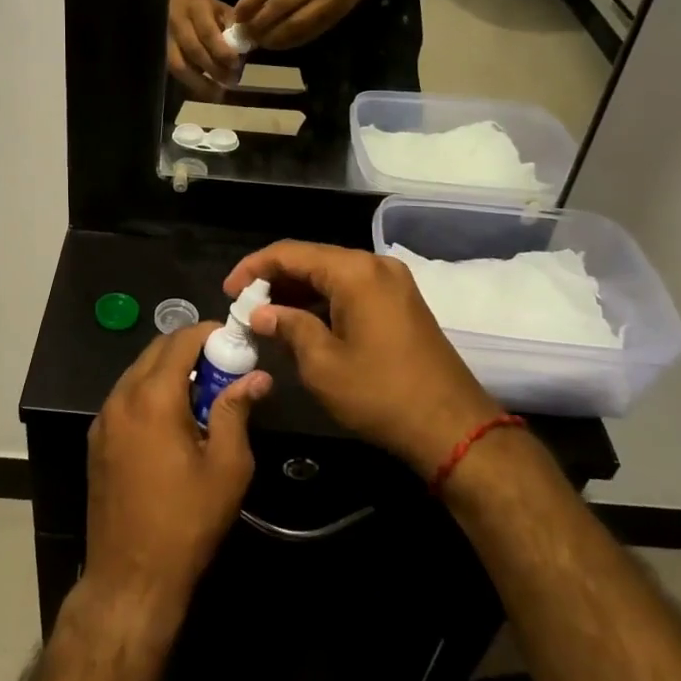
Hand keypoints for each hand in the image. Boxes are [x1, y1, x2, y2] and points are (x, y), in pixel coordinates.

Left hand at [85, 321, 272, 619]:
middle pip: (156, 350)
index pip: (180, 340)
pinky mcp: (97, 439)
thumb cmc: (186, 522)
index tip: (234, 341)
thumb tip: (256, 377)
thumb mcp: (227, 468)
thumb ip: (237, 412)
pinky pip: (126, 396)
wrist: (130, 578)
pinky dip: (150, 390)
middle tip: (223, 367)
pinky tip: (173, 419)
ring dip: (169, 369)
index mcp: (153, 398)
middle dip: (190, 348)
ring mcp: (104, 418)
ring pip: (138, 371)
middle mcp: (122, 397)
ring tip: (202, 394)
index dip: (209, 333)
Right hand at [167, 0, 240, 97]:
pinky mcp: (161, 52)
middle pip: (192, 51)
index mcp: (196, 8)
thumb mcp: (222, 8)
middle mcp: (177, 23)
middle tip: (230, 82)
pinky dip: (191, 84)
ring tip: (217, 95)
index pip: (207, 32)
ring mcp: (165, 38)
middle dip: (213, 69)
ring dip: (199, 83)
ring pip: (178, 66)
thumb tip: (246, 51)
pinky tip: (205, 91)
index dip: (222, 51)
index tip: (236, 64)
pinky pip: (174, 72)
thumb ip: (233, 27)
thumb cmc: (205, 6)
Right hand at [224, 242, 495, 475]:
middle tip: (244, 306)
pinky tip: (301, 322)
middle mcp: (375, 266)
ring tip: (265, 316)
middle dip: (274, 280)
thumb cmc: (380, 394)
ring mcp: (392, 283)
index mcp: (355, 272)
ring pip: (332, 275)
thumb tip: (261, 313)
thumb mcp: (322, 364)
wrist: (452, 427)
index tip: (228, 291)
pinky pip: (351, 289)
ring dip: (297, 291)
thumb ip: (288, 327)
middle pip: (313, 259)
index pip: (291, 253)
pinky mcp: (400, 303)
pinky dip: (323, 301)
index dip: (254, 268)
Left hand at [232, 0, 372, 49]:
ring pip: (294, 25)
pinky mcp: (334, 18)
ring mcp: (328, 0)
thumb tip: (246, 8)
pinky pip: (307, 34)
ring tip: (258, 41)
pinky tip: (275, 44)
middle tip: (244, 34)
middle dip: (259, 23)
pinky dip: (288, 42)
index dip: (250, 3)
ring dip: (272, 37)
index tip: (237, 17)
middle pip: (281, 6)